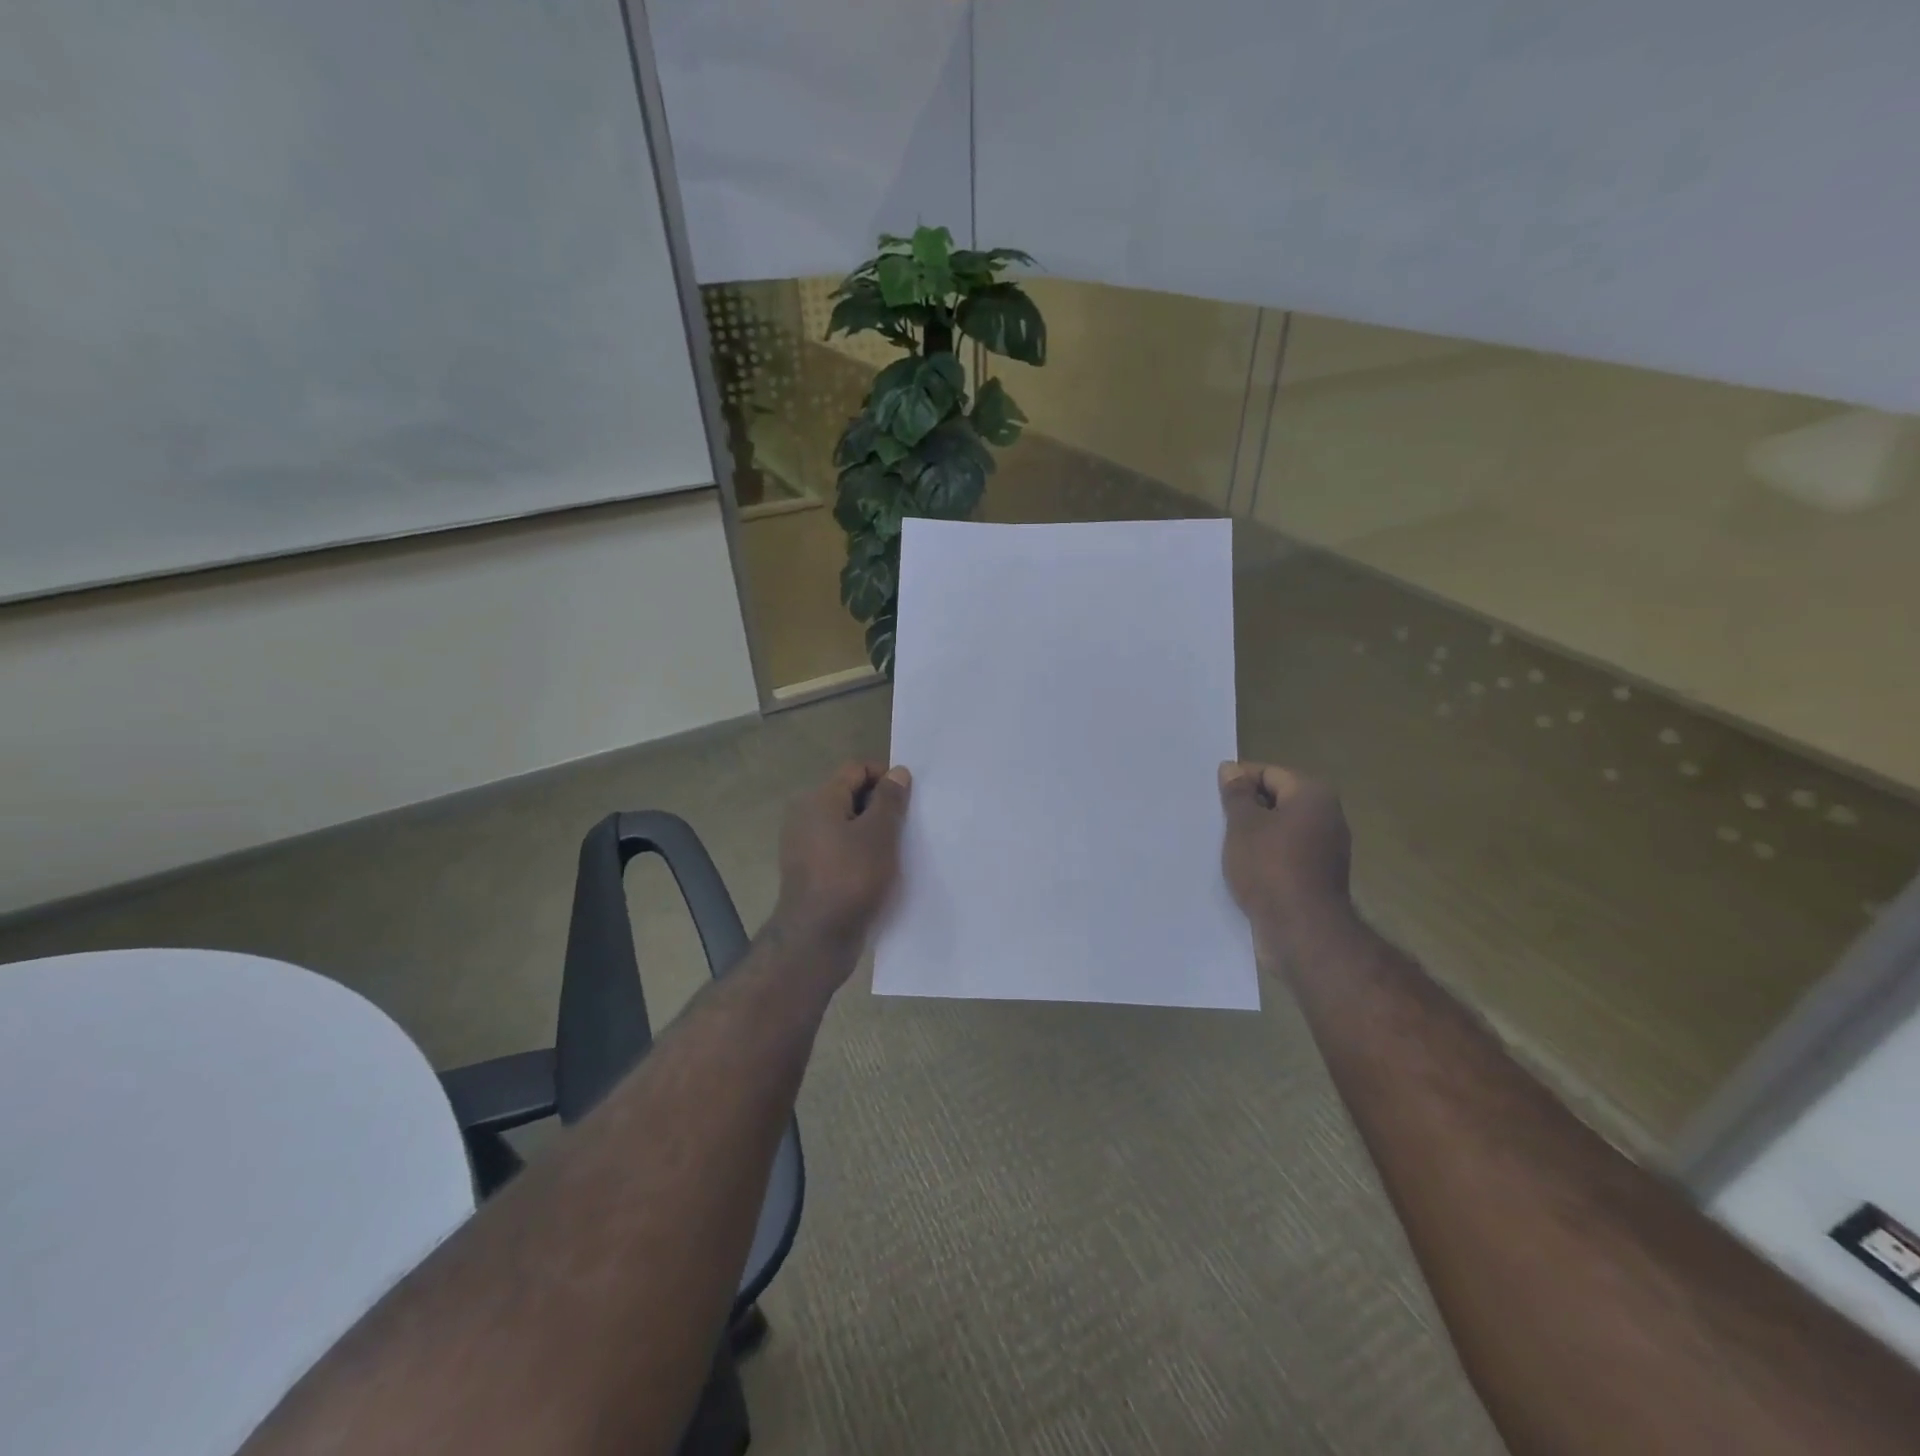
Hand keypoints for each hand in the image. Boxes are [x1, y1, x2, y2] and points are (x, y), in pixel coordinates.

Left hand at [771, 761, 911, 955]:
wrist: (817, 939)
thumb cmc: (851, 878)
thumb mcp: (880, 834)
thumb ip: (890, 799)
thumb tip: (897, 772)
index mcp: (819, 799)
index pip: (856, 769)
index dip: (885, 777)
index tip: (909, 800)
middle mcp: (806, 816)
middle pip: (850, 795)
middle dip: (881, 805)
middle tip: (908, 825)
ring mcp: (805, 845)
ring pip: (847, 825)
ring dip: (873, 832)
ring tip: (898, 849)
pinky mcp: (810, 871)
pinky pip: (840, 849)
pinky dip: (861, 852)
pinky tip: (881, 870)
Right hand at [1219, 762, 1352, 934]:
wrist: (1302, 930)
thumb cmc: (1270, 867)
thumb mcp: (1243, 825)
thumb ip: (1237, 794)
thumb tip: (1231, 769)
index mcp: (1313, 795)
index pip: (1269, 773)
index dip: (1238, 782)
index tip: (1213, 798)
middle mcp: (1327, 817)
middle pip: (1277, 800)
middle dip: (1245, 809)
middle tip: (1215, 821)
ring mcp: (1326, 849)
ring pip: (1280, 830)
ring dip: (1253, 835)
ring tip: (1223, 846)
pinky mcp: (1318, 877)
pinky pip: (1285, 855)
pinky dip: (1264, 857)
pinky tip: (1241, 869)